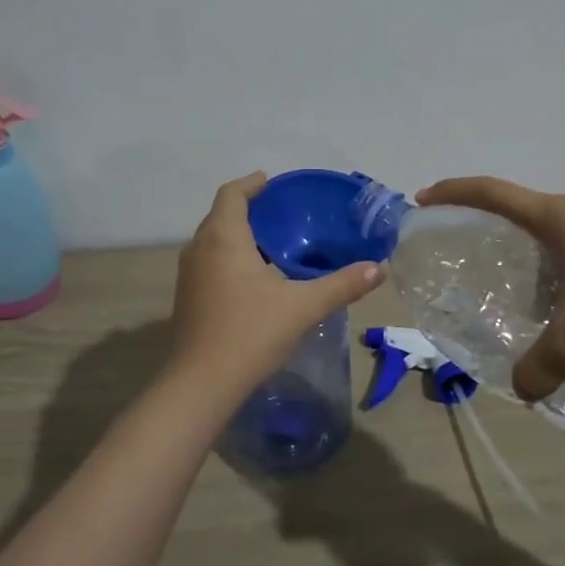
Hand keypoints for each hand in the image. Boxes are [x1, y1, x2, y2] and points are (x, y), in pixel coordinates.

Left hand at [169, 173, 384, 393]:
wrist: (201, 384)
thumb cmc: (250, 333)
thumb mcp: (302, 307)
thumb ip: (341, 285)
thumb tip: (377, 268)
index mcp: (223, 238)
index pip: (231, 194)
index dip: (250, 183)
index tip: (270, 181)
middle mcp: (199, 248)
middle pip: (220, 215)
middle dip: (247, 208)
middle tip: (280, 212)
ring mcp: (188, 275)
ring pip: (212, 240)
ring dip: (236, 234)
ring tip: (271, 243)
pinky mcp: (187, 298)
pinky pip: (208, 262)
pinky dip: (228, 257)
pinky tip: (253, 278)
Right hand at [416, 177, 564, 401]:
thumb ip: (541, 367)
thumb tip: (520, 391)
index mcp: (556, 217)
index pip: (491, 193)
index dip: (454, 192)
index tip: (425, 196)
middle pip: (529, 213)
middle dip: (508, 241)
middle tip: (499, 274)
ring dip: (547, 255)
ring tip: (550, 297)